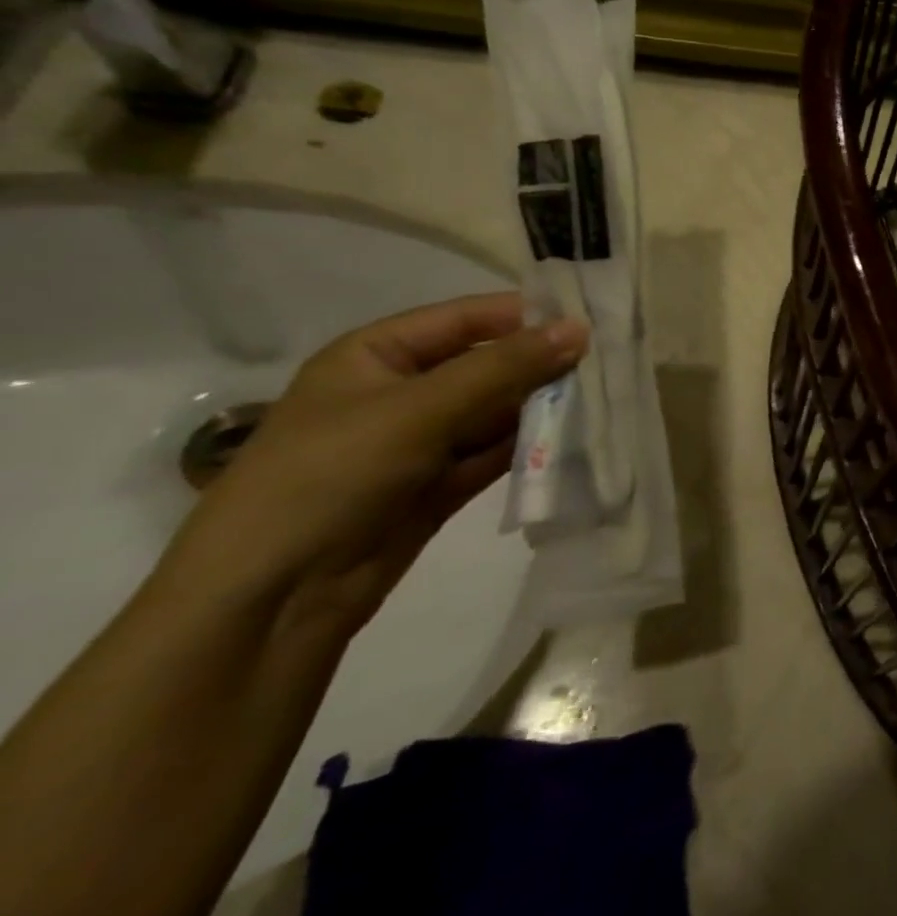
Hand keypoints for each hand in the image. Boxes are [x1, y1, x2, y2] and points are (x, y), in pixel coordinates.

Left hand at [164, 294, 587, 639]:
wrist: (269, 600)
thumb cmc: (330, 476)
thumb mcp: (419, 410)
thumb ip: (504, 367)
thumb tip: (580, 328)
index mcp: (376, 355)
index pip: (465, 319)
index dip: (525, 316)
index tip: (591, 319)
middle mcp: (399, 392)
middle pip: (486, 366)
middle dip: (541, 366)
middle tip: (608, 365)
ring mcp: (419, 442)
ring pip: (495, 412)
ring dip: (541, 409)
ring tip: (602, 401)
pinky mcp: (438, 486)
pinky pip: (494, 454)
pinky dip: (529, 448)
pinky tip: (573, 440)